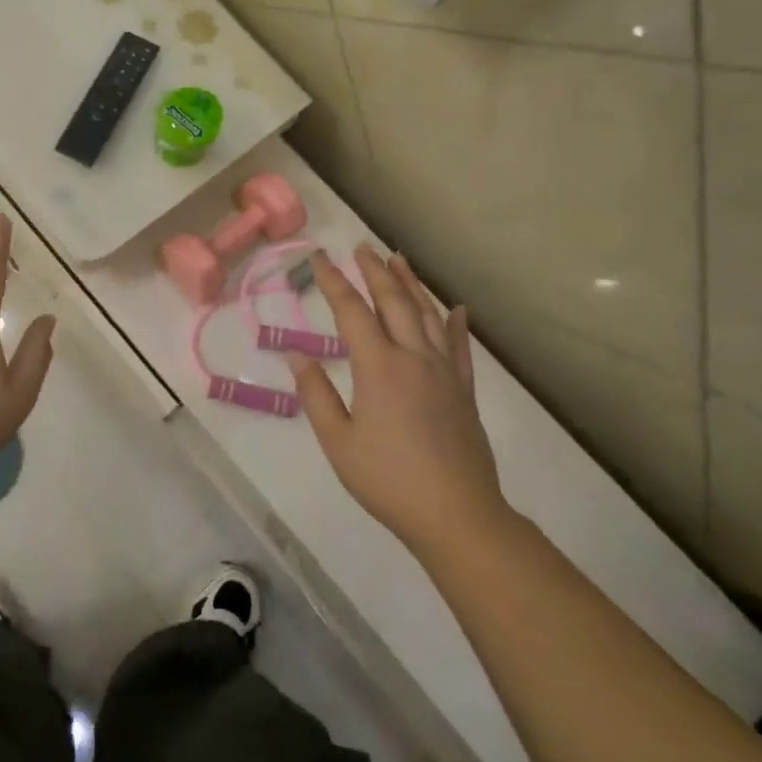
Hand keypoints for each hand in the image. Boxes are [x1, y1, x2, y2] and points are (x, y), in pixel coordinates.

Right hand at [289, 246, 509, 554]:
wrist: (457, 515)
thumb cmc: (387, 479)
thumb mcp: (337, 441)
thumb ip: (315, 394)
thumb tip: (298, 355)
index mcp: (378, 367)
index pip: (352, 311)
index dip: (333, 282)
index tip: (319, 258)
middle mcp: (413, 358)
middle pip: (393, 302)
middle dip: (375, 271)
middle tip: (360, 247)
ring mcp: (444, 372)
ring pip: (427, 315)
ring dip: (411, 284)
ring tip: (399, 260)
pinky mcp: (464, 391)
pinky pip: (460, 347)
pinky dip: (455, 323)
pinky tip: (455, 308)